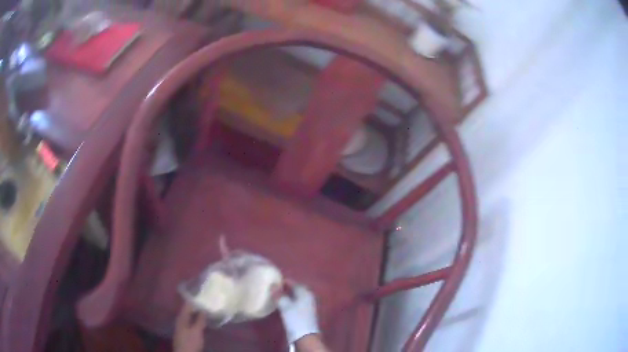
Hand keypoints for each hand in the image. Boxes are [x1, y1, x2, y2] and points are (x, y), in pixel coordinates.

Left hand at [174, 302, 206, 351]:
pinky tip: (203, 322)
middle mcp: (180, 320)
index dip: (194, 300)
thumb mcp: (197, 331)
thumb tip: (204, 309)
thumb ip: (200, 320)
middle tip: (207, 303)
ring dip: (197, 315)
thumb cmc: (190, 342)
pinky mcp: (186, 333)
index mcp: (181, 318)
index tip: (203, 295)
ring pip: (190, 317)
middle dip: (197, 307)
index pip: (187, 305)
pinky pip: (192, 323)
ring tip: (207, 312)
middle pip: (188, 311)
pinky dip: (197, 321)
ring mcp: (182, 327)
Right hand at [277, 283, 319, 344]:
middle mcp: (308, 296)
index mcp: (305, 292)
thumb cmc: (295, 318)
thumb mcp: (285, 306)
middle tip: (275, 287)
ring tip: (277, 295)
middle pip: (296, 289)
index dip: (284, 281)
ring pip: (296, 296)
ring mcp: (308, 305)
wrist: (305, 336)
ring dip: (288, 295)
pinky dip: (290, 301)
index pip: (294, 283)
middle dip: (286, 287)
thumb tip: (273, 285)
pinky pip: (297, 302)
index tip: (274, 280)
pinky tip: (284, 304)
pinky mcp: (306, 312)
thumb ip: (279, 295)